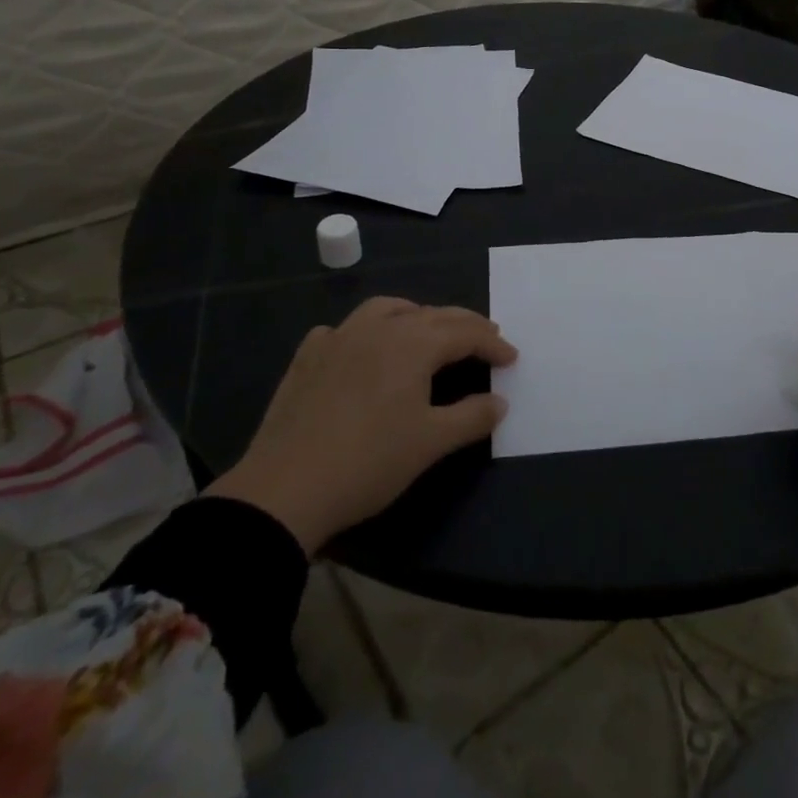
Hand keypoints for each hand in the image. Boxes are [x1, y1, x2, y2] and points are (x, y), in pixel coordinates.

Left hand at [206, 297, 516, 554]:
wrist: (285, 489)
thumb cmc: (370, 461)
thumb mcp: (431, 442)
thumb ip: (472, 416)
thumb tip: (500, 401)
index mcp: (413, 343)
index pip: (465, 333)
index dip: (492, 344)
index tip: (512, 358)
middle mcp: (379, 327)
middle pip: (432, 314)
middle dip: (464, 325)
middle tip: (485, 338)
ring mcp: (339, 337)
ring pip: (386, 308)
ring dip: (416, 315)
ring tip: (428, 331)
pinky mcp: (308, 356)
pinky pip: (344, 329)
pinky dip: (365, 331)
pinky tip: (363, 350)